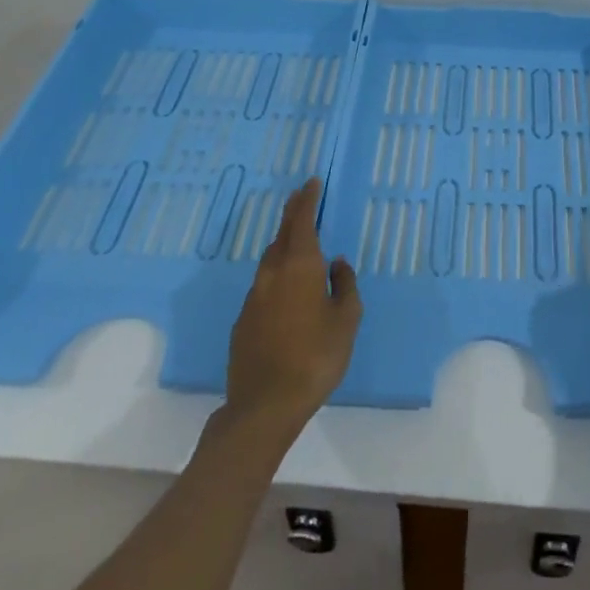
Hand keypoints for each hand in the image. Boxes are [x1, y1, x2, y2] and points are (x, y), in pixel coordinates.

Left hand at [224, 178, 361, 436]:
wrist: (264, 406)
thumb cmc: (315, 357)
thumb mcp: (346, 320)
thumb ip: (345, 285)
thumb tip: (337, 264)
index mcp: (300, 265)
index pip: (302, 220)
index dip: (307, 199)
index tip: (311, 182)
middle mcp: (273, 273)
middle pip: (282, 234)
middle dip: (292, 214)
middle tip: (301, 199)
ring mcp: (254, 297)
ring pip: (270, 259)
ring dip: (283, 244)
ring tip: (296, 242)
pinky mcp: (243, 322)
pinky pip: (263, 286)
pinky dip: (276, 275)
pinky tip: (285, 291)